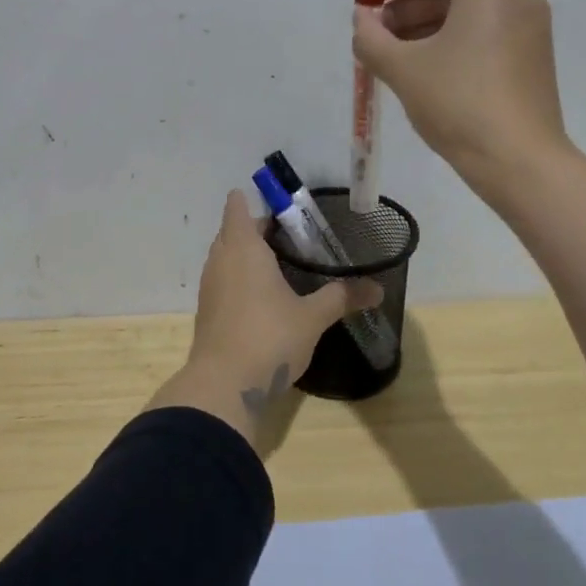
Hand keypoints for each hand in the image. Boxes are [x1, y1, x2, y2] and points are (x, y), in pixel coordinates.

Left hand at [149, 191, 378, 449]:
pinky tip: (264, 296)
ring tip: (281, 264)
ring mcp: (209, 286)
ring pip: (226, 257)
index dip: (254, 201)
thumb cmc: (269, 337)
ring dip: (247, 255)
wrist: (224, 385)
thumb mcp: (312, 317)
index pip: (238, 207)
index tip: (281, 207)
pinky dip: (240, 279)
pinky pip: (224, 280)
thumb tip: (378, 289)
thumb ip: (342, 297)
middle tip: (293, 237)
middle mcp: (220, 259)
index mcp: (243, 247)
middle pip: (233, 230)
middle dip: (257, 229)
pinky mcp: (207, 310)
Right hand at [352, 0, 569, 190]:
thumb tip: (361, 18)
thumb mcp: (402, 68)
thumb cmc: (457, 102)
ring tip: (393, 57)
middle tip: (375, 34)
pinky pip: (485, 38)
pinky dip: (453, 46)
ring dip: (427, 30)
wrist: (518, 160)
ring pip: (468, 18)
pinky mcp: (534, 60)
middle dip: (408, 10)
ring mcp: (531, 30)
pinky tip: (426, 72)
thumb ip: (371, 37)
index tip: (367, 1)